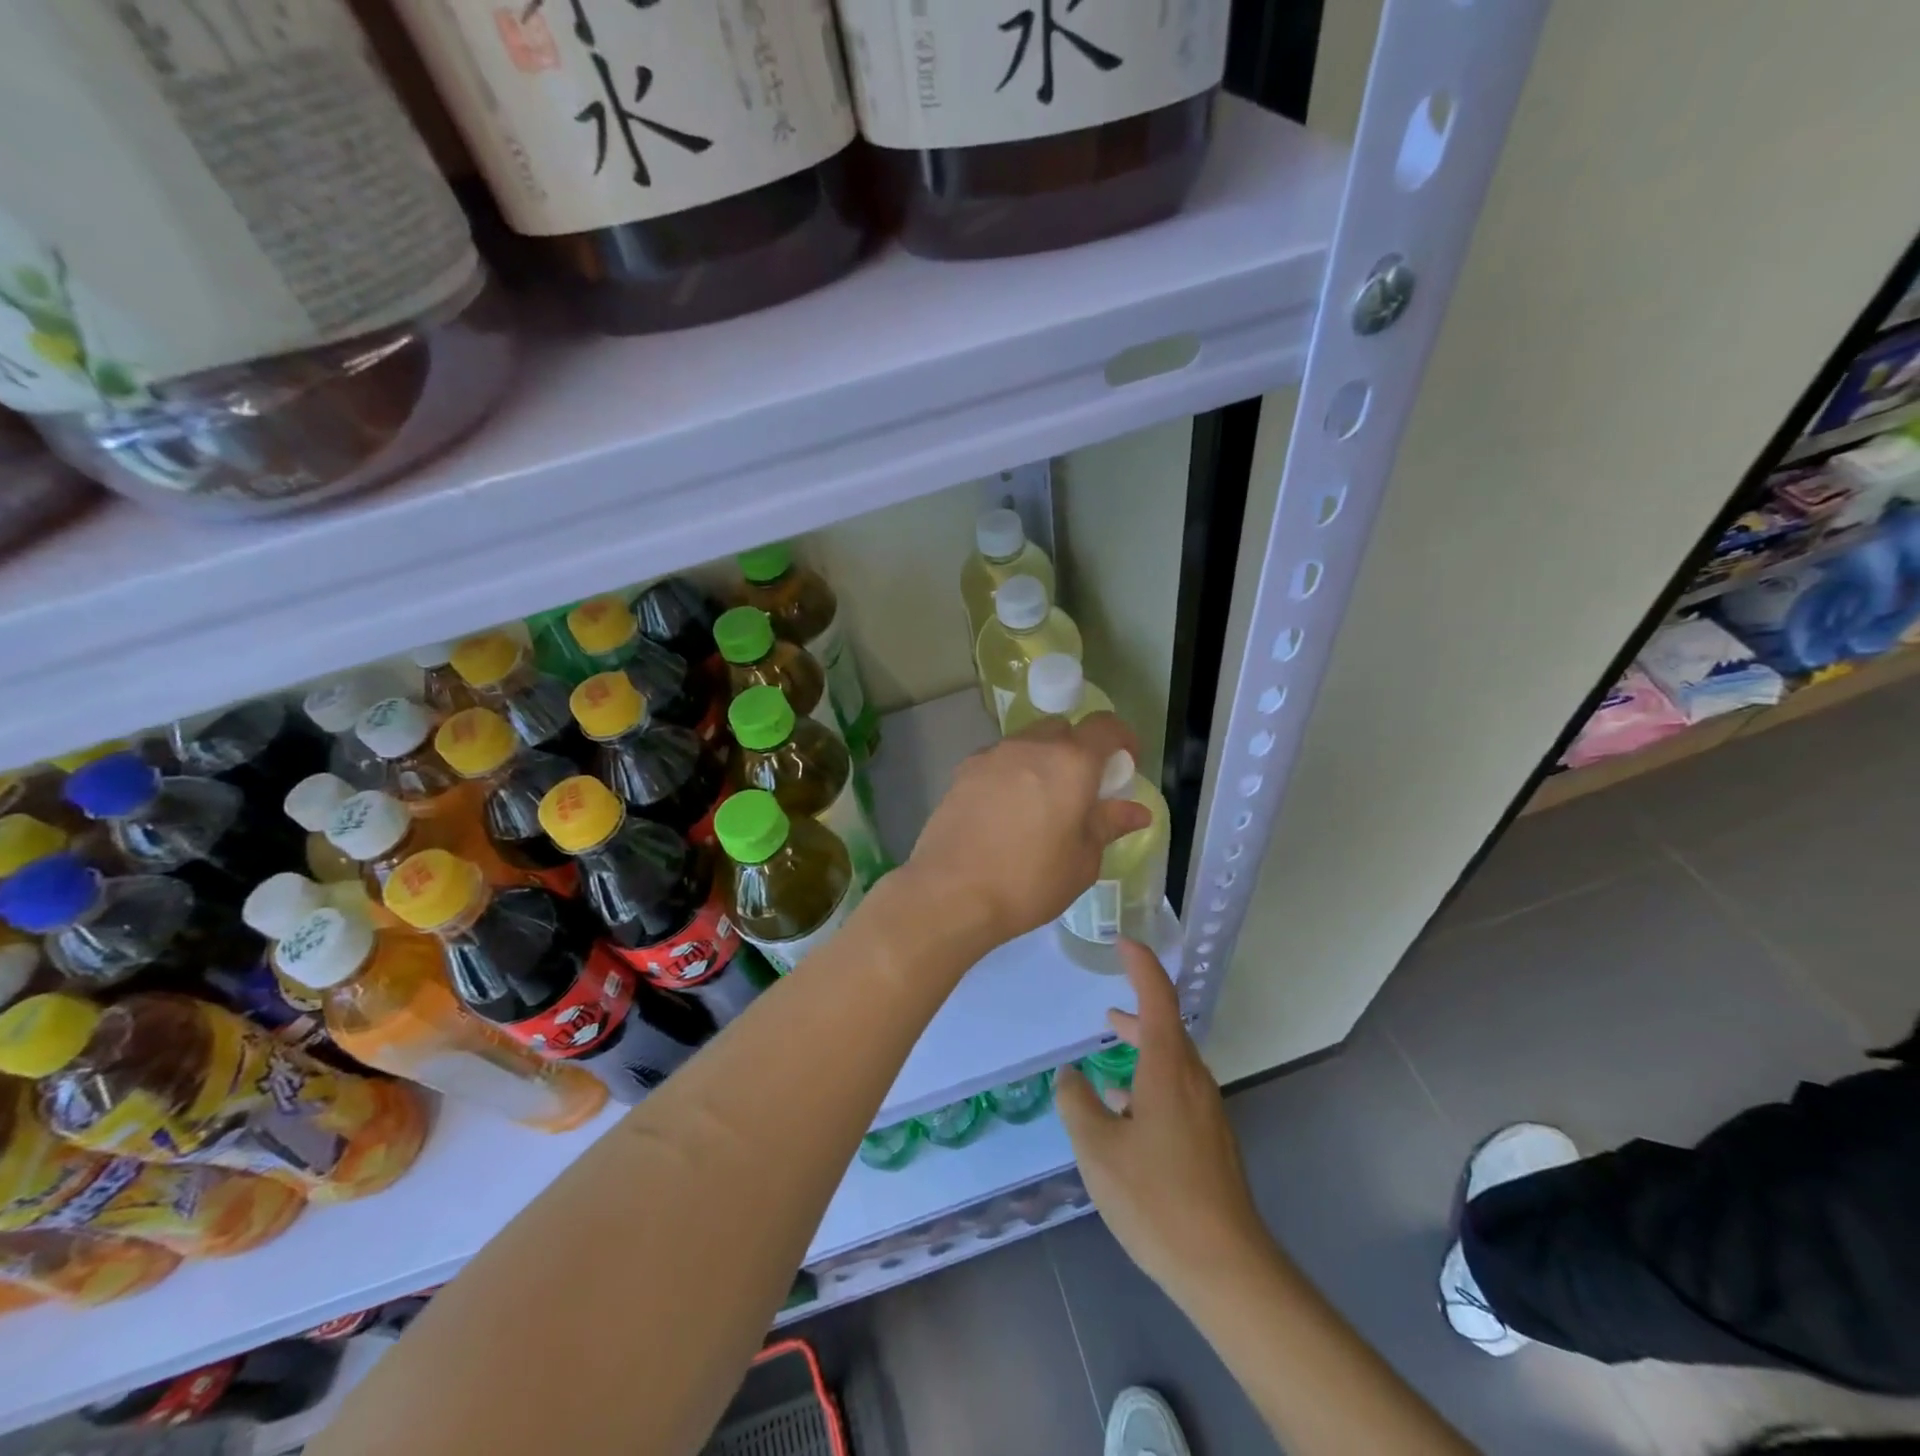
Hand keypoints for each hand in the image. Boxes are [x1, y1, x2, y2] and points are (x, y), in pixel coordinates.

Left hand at [905, 713, 1152, 947]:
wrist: (951, 892)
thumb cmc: (1029, 880)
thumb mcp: (1082, 861)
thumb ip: (1108, 825)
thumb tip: (1137, 811)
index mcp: (1070, 763)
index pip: (1105, 726)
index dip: (1122, 739)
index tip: (1125, 765)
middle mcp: (1030, 746)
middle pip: (1062, 729)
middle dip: (1078, 749)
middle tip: (1081, 789)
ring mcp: (992, 755)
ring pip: (1027, 743)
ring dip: (1041, 761)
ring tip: (1039, 804)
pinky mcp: (962, 771)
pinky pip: (998, 761)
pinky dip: (1010, 774)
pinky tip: (1005, 812)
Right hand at [1057, 940, 1270, 1301]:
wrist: (1225, 1267)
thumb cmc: (1156, 1199)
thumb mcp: (1098, 1150)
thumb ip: (1077, 1105)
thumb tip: (1070, 1077)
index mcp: (1169, 1068)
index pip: (1157, 997)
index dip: (1141, 965)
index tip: (1123, 943)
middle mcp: (1193, 1080)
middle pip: (1167, 1026)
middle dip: (1139, 1008)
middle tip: (1108, 1004)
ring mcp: (1206, 1111)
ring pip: (1172, 1059)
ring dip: (1143, 1044)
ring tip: (1113, 1041)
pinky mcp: (1210, 1139)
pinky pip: (1177, 1088)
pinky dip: (1150, 1077)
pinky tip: (1126, 1106)